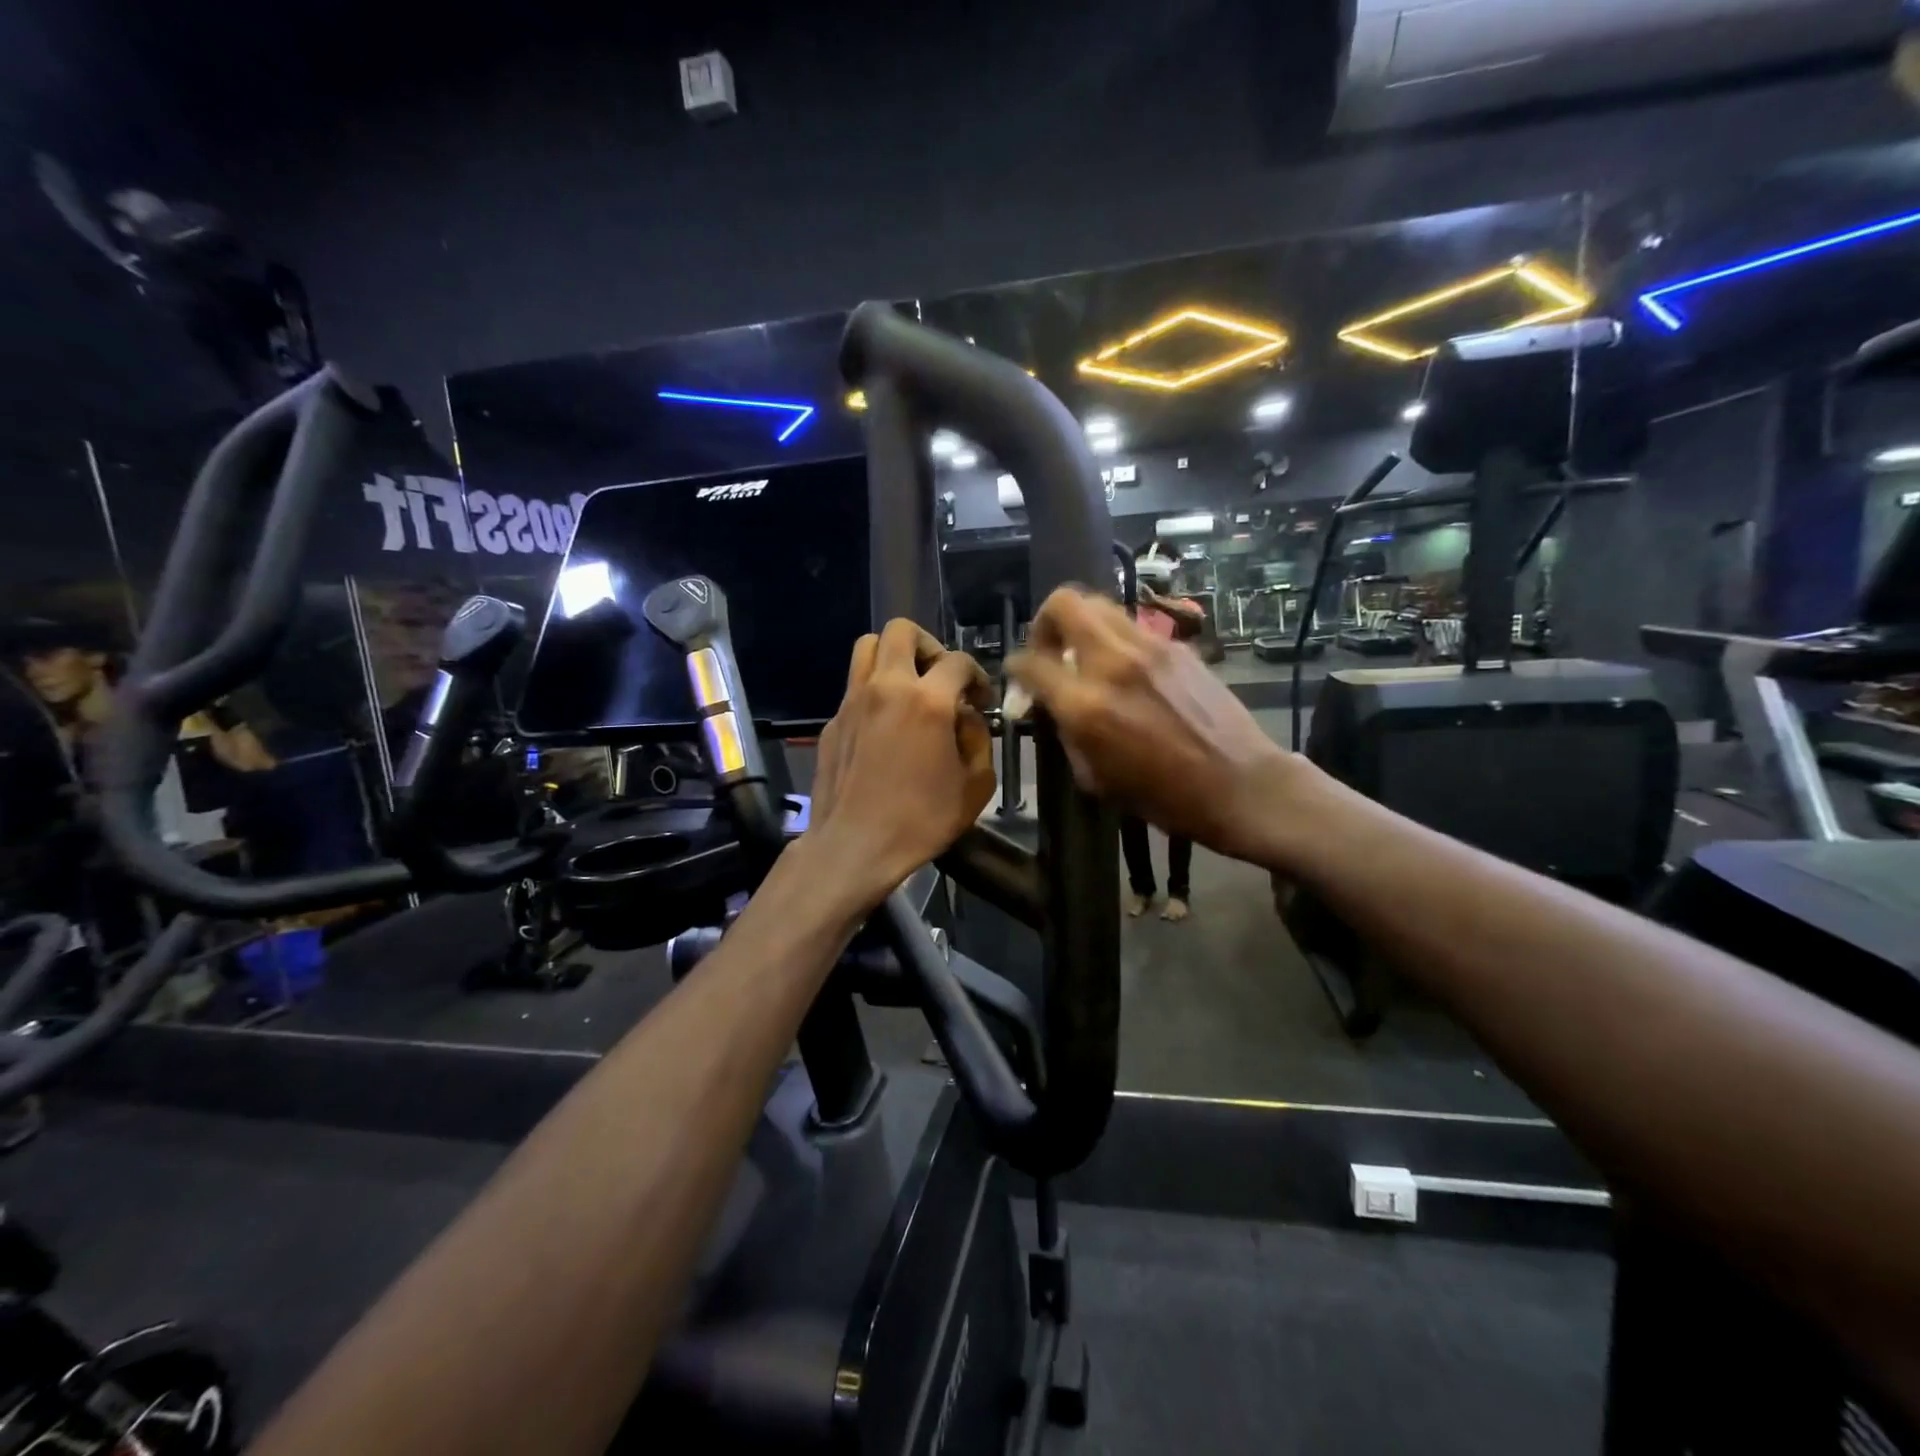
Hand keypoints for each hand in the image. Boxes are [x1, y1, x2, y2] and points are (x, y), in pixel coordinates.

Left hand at [808, 619, 995, 905]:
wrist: (853, 846)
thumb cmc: (921, 821)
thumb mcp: (975, 786)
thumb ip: (978, 740)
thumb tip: (966, 717)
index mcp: (927, 701)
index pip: (958, 661)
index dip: (977, 675)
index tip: (980, 699)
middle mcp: (886, 687)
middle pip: (902, 631)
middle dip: (929, 645)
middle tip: (940, 678)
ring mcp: (852, 701)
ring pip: (867, 647)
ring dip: (893, 656)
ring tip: (909, 687)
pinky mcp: (832, 720)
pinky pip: (854, 686)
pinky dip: (874, 691)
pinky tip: (884, 726)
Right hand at [1007, 587, 1296, 862]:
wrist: (1239, 785)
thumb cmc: (1164, 797)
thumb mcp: (1096, 778)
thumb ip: (1066, 733)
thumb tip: (1052, 706)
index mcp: (1086, 705)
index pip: (1031, 662)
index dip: (1015, 667)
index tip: (1018, 675)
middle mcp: (1113, 663)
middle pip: (1065, 603)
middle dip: (1045, 621)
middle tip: (1050, 648)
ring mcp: (1149, 648)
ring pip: (1100, 605)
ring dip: (1082, 624)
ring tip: (1085, 654)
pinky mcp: (1177, 646)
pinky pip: (1132, 627)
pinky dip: (1115, 639)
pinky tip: (1125, 669)